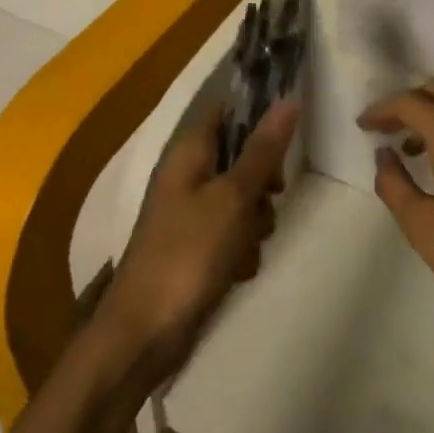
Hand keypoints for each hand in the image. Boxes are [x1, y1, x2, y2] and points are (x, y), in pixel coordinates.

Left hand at [102, 95, 297, 382]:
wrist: (145, 332)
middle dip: (262, 182)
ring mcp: (191, 213)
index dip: (259, 116)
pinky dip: (241, 249)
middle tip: (270, 197)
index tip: (286, 138)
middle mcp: (188, 175)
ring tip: (247, 245)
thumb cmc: (189, 253)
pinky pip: (233, 233)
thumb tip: (288, 100)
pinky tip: (238, 270)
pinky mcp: (197, 247)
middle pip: (242, 157)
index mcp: (189, 152)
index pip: (228, 110)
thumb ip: (263, 150)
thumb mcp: (233, 198)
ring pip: (243, 199)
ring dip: (255, 222)